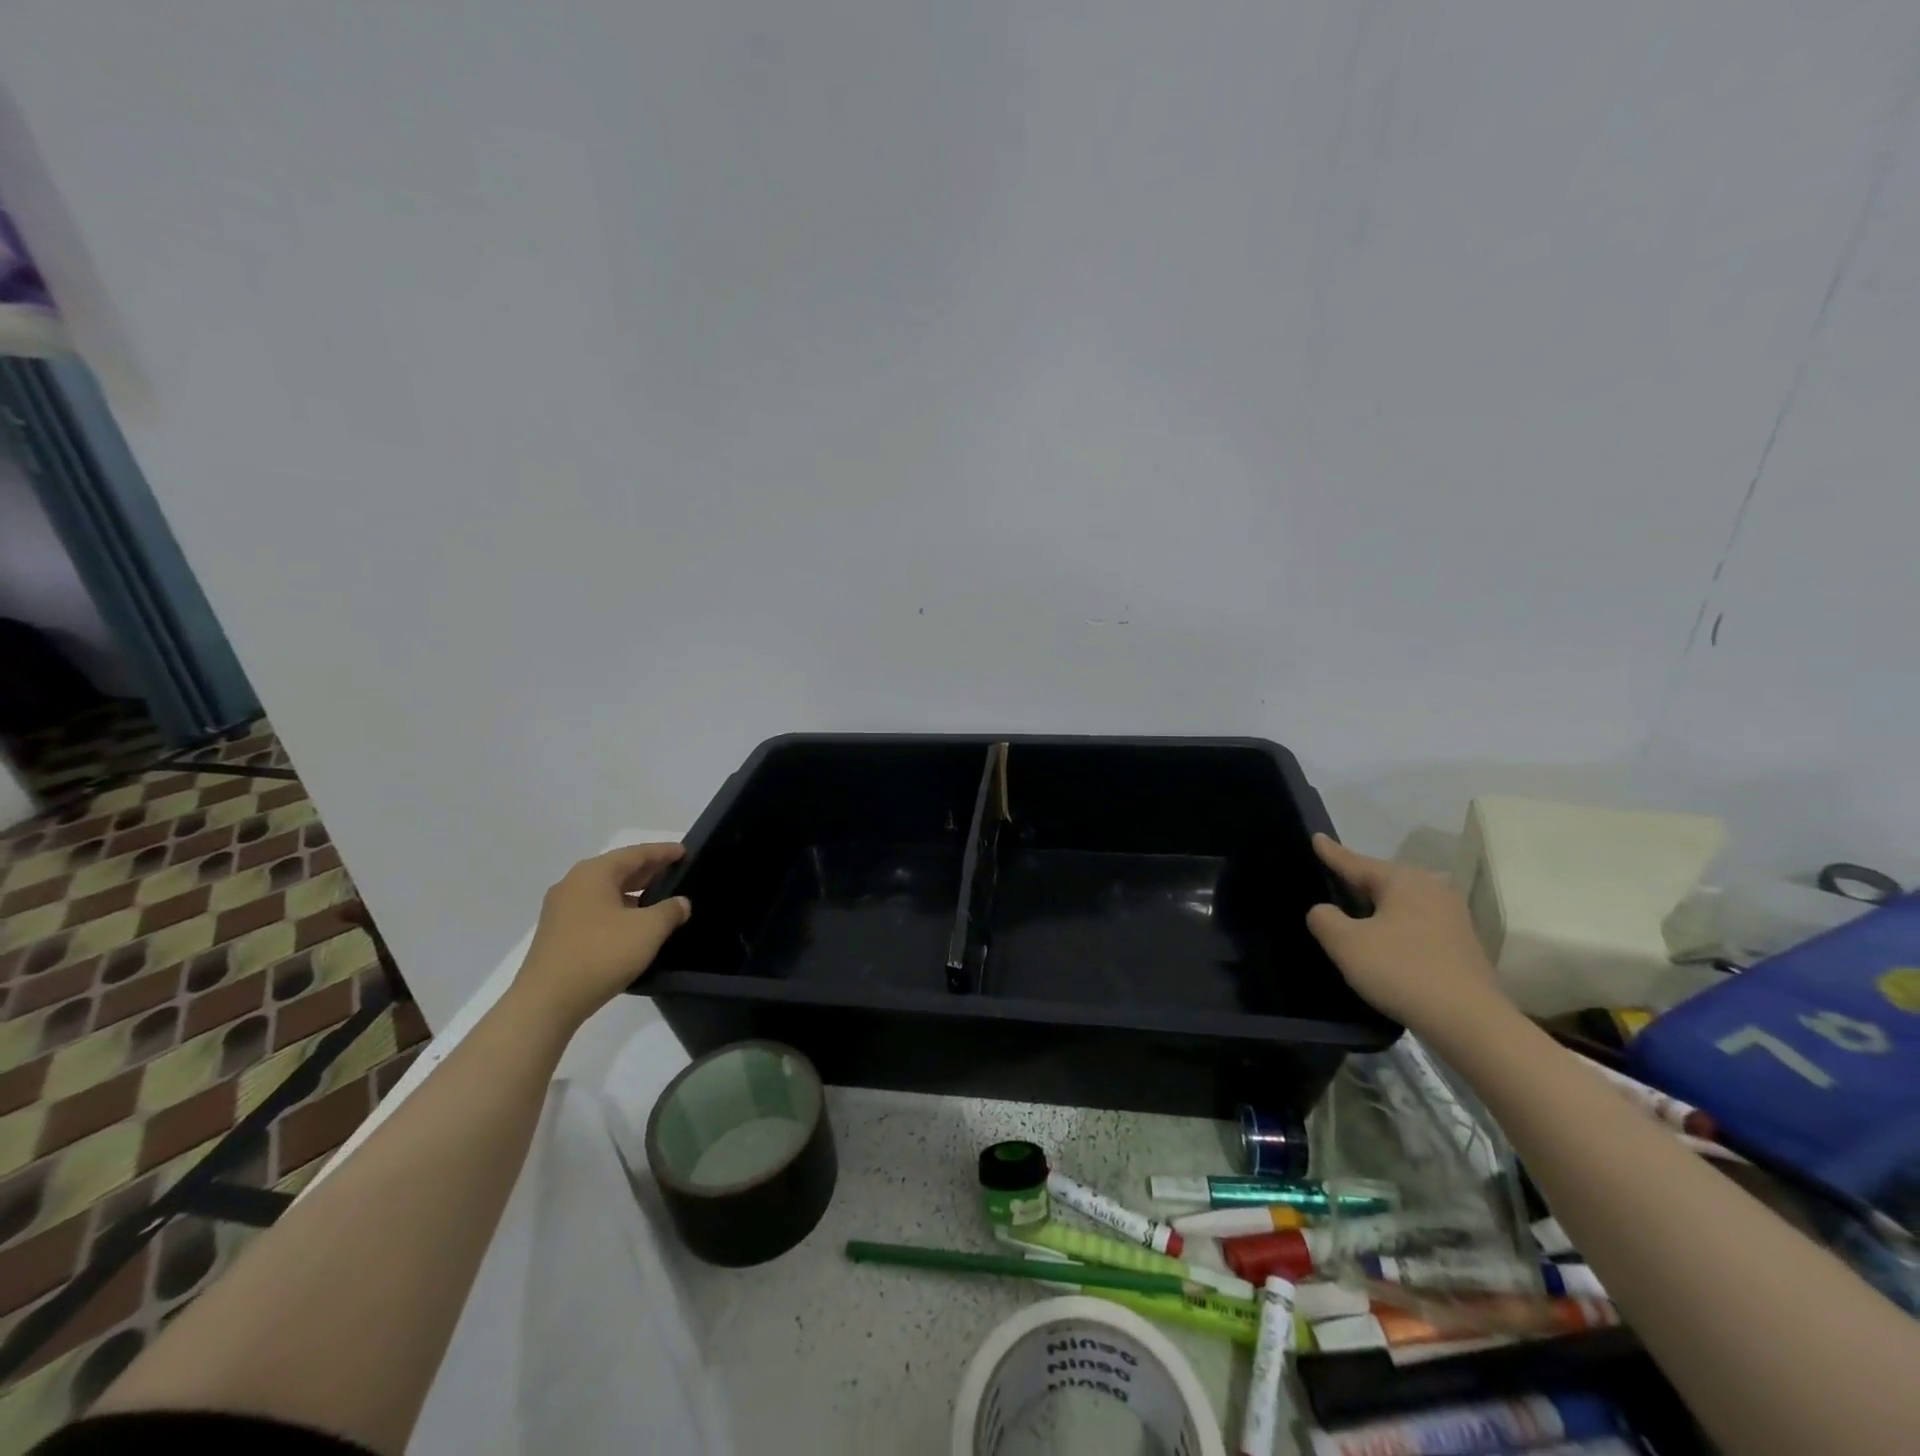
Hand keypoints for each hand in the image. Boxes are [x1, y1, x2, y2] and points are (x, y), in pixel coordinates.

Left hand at [510, 843, 691, 1033]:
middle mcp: (573, 885)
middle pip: (618, 870)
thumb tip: (681, 903)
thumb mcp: (648, 930)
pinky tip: (634, 926)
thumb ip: (670, 910)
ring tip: (659, 901)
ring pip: (606, 892)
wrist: (546, 1002)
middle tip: (676, 874)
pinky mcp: (558, 934)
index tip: (685, 852)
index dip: (663, 852)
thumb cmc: (601, 954)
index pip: (636, 854)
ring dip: (633, 893)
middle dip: (648, 871)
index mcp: (594, 874)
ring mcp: (561, 910)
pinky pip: (595, 911)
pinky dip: (618, 911)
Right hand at [1305, 834, 1505, 1035]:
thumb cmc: (1401, 971)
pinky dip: (1396, 928)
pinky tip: (1385, 942)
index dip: (1332, 853)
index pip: (1356, 862)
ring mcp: (1453, 917)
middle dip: (1358, 881)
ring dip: (1378, 908)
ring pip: (1402, 904)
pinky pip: (1416, 924)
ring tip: (1354, 913)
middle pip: (1383, 881)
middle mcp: (1432, 889)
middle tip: (1331, 880)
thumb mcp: (1345, 943)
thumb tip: (1324, 912)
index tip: (1316, 838)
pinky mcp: (1462, 944)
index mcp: (1404, 880)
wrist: (1470, 1023)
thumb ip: (1324, 919)